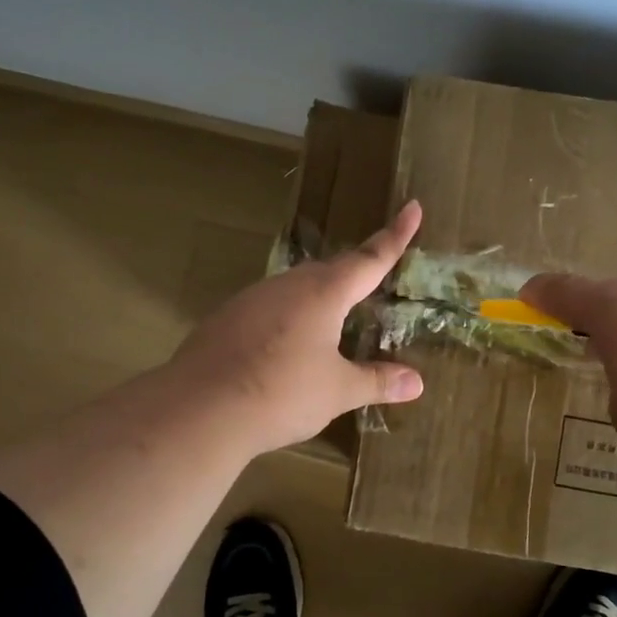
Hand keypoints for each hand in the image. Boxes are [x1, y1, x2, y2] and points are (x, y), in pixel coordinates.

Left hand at [168, 201, 425, 454]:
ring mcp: (253, 298)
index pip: (369, 258)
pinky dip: (288, 318)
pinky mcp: (227, 317)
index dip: (395, 235)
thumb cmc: (282, 394)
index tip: (413, 207)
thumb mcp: (338, 391)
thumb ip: (376, 381)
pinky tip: (286, 346)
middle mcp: (288, 285)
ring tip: (333, 322)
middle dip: (356, 272)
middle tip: (375, 280)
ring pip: (297, 288)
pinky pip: (270, 307)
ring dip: (320, 298)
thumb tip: (416, 383)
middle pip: (331, 270)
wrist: (200, 409)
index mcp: (324, 293)